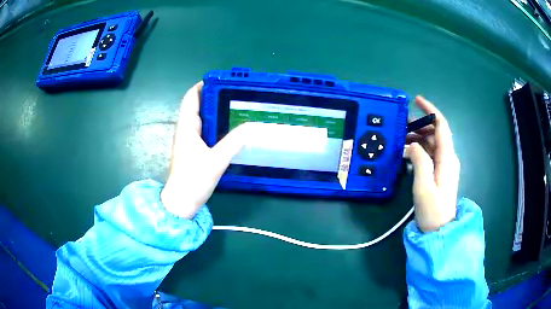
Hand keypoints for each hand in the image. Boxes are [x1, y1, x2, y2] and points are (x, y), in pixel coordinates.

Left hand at [161, 82, 250, 218]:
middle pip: (196, 106)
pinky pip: (203, 130)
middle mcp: (185, 130)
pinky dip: (214, 125)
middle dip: (212, 97)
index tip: (220, 81)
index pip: (190, 98)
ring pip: (201, 119)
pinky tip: (228, 129)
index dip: (202, 86)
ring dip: (214, 111)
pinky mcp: (192, 150)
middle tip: (234, 93)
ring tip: (235, 107)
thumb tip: (250, 126)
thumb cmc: (193, 180)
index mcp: (186, 128)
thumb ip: (234, 142)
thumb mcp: (216, 161)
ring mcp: (188, 141)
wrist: (181, 203)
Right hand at [405, 96, 459, 231]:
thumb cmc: (432, 210)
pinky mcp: (439, 173)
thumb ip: (420, 161)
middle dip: (420, 125)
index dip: (431, 110)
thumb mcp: (423, 186)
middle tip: (402, 125)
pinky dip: (418, 149)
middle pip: (436, 133)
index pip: (442, 126)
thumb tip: (413, 144)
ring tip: (401, 138)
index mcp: (447, 158)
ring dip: (418, 137)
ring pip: (432, 143)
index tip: (417, 100)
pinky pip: (429, 154)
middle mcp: (448, 158)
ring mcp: (444, 166)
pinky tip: (406, 152)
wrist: (439, 231)